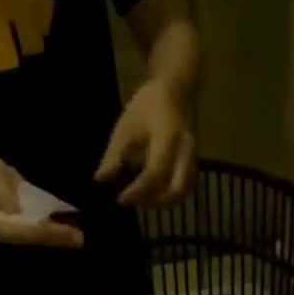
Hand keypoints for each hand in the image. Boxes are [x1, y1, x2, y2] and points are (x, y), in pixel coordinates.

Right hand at [0, 152, 84, 247]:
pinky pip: (40, 226)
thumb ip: (3, 197)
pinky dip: (55, 226)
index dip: (45, 232)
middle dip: (57, 237)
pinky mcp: (24, 220)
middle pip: (35, 237)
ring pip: (40, 234)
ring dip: (60, 235)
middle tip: (79, 238)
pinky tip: (71, 224)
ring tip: (79, 236)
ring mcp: (17, 227)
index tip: (64, 232)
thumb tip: (17, 210)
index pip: (24, 232)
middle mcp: (9, 231)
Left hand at [95, 79, 194, 205]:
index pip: (155, 173)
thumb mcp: (125, 127)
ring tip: (142, 200)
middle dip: (155, 201)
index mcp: (167, 138)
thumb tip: (101, 179)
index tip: (120, 198)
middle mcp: (184, 151)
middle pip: (177, 189)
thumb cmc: (145, 107)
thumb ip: (114, 155)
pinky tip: (154, 196)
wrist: (172, 92)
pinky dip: (170, 197)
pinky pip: (185, 188)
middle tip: (134, 201)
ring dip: (163, 202)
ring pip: (183, 192)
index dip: (138, 190)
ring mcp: (192, 158)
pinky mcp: (192, 164)